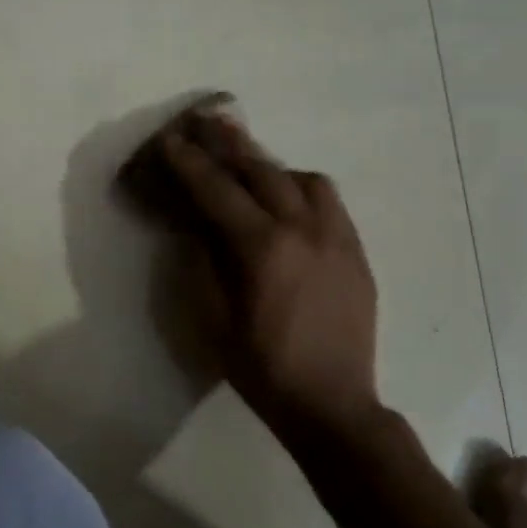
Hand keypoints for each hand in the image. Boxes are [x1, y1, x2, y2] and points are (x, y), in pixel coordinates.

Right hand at [160, 114, 378, 428]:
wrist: (333, 406)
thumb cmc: (262, 367)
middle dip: (230, 144)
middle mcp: (304, 230)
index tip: (170, 139)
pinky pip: (330, 202)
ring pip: (304, 179)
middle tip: (208, 121)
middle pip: (263, 170)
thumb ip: (202, 263)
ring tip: (251, 166)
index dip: (189, 163)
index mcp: (263, 248)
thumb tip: (195, 225)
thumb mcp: (213, 319)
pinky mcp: (356, 252)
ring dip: (272, 166)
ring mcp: (337, 238)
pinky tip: (290, 201)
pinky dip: (303, 189)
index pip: (218, 190)